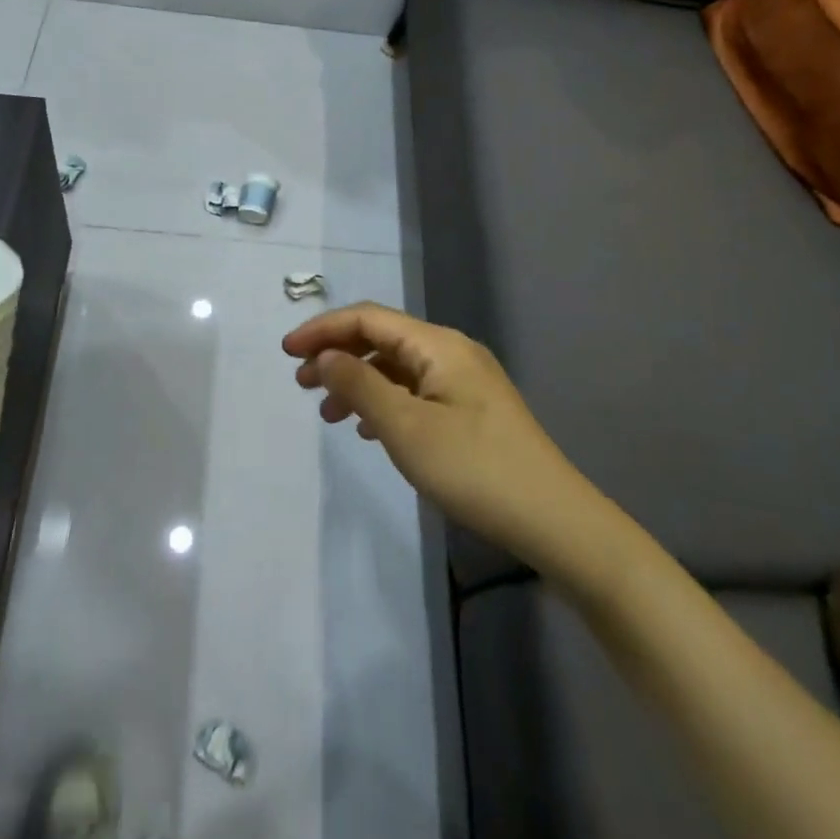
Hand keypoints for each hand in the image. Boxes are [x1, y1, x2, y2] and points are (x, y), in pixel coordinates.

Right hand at [282, 303, 584, 569]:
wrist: (554, 520)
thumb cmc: (474, 469)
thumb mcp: (406, 428)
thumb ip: (360, 385)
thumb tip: (326, 356)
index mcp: (438, 344)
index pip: (368, 318)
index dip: (323, 329)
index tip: (286, 353)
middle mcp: (451, 351)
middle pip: (382, 338)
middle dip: (338, 354)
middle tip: (302, 385)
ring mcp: (465, 380)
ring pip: (397, 367)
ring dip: (358, 381)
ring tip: (328, 413)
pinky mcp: (471, 409)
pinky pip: (415, 390)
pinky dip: (384, 401)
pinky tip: (368, 428)